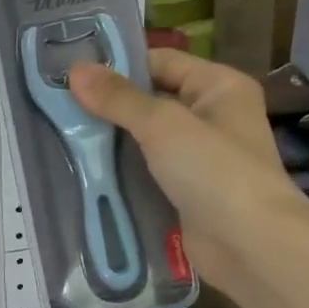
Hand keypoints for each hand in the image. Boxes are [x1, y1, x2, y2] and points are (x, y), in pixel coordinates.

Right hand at [68, 49, 308, 294]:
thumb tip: (76, 69)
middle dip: (107, 105)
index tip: (70, 72)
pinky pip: (145, 171)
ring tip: (60, 135)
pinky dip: (119, 171)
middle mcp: (211, 116)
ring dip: (109, 140)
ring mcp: (198, 157)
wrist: (251, 247)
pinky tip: (83, 169)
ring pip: (144, 138)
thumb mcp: (162, 125)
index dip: (118, 64)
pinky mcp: (184, 191)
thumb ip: (118, 98)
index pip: (161, 61)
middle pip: (150, 99)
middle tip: (57, 105)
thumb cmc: (215, 171)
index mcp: (218, 86)